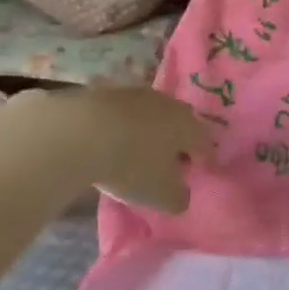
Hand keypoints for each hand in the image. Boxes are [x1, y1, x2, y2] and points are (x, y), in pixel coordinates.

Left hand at [38, 87, 212, 212]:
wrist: (83, 130)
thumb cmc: (132, 164)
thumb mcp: (161, 195)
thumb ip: (179, 197)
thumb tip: (182, 194)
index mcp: (188, 126)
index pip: (205, 144)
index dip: (205, 160)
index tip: (200, 173)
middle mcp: (170, 104)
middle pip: (182, 125)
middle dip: (179, 143)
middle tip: (172, 163)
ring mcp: (141, 94)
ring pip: (155, 116)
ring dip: (152, 133)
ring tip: (141, 152)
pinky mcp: (113, 92)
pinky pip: (129, 113)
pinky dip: (128, 127)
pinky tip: (115, 141)